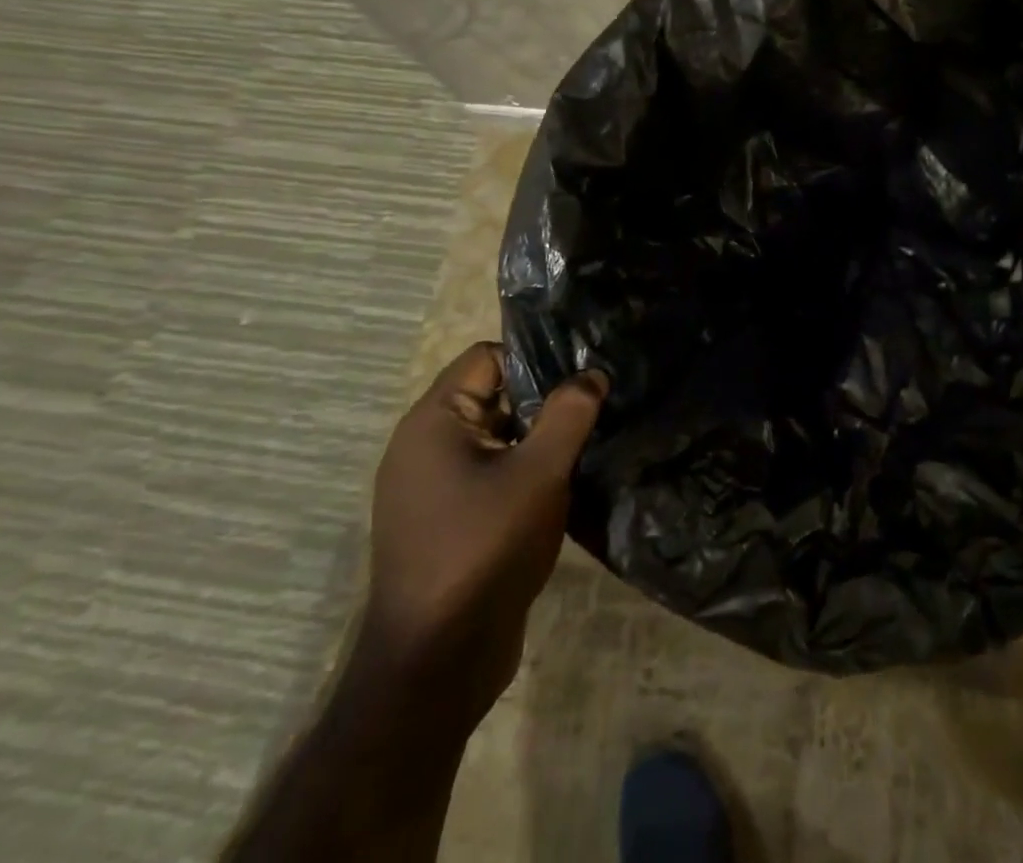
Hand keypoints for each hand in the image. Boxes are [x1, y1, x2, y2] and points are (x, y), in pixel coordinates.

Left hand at [353, 342, 605, 737]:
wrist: (436, 664)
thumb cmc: (483, 550)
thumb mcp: (539, 473)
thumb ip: (569, 414)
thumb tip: (592, 373)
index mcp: (434, 422)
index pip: (488, 357)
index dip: (537, 357)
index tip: (583, 371)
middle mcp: (425, 446)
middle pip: (494, 395)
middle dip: (545, 399)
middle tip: (597, 403)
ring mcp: (433, 487)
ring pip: (498, 437)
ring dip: (540, 438)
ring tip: (591, 440)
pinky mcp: (448, 520)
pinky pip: (492, 472)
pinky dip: (526, 470)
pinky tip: (566, 482)